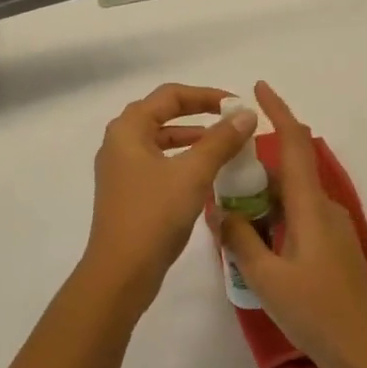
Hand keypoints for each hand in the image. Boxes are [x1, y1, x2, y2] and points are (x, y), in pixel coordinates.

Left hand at [82, 84, 257, 311]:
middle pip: (162, 114)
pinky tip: (205, 174)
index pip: (170, 95)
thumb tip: (247, 115)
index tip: (236, 105)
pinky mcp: (126, 191)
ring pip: (160, 140)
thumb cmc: (154, 215)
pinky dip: (182, 160)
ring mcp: (120, 168)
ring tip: (225, 145)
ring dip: (192, 138)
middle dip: (198, 114)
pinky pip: (157, 163)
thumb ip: (221, 141)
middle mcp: (119, 142)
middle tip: (231, 120)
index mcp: (128, 129)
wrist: (121, 272)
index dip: (206, 95)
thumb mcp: (193, 174)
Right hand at [217, 82, 366, 367]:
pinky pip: (297, 219)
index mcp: (309, 207)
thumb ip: (240, 240)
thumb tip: (219, 210)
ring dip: (261, 200)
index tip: (257, 88)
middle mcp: (324, 209)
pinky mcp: (333, 250)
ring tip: (228, 218)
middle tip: (217, 180)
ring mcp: (332, 230)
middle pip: (287, 172)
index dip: (277, 111)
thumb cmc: (318, 314)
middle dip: (253, 168)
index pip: (293, 144)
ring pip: (290, 199)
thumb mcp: (266, 278)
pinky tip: (253, 245)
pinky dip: (273, 220)